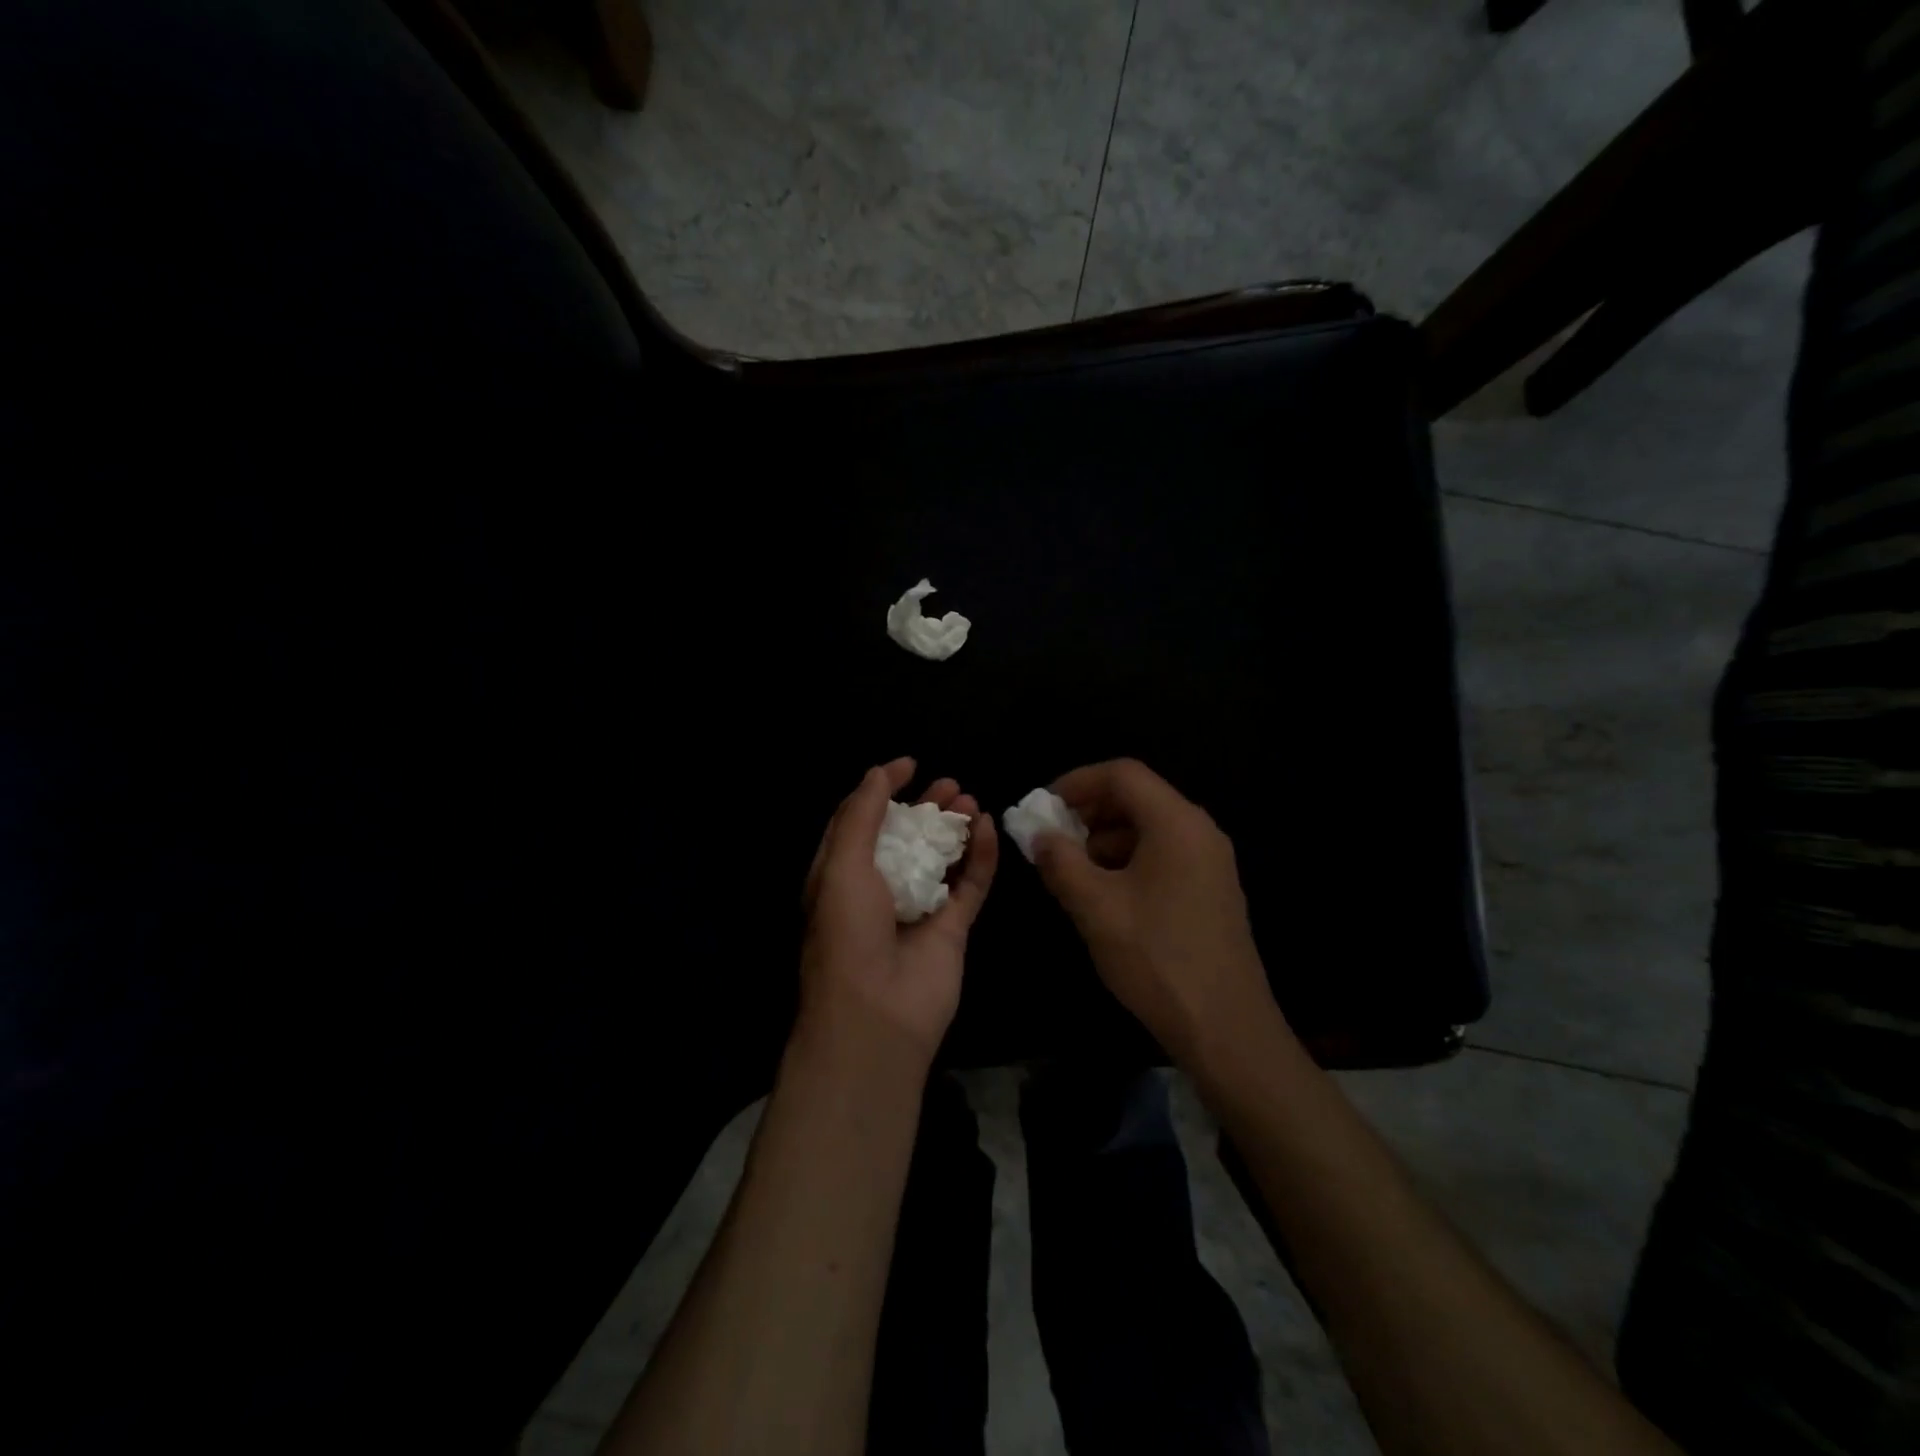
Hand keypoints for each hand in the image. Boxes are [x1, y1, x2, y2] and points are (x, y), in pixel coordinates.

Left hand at [799, 757, 998, 1066]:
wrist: (876, 1015)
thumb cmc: (847, 932)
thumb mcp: (841, 865)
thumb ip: (861, 816)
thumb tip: (878, 772)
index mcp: (841, 875)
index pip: (861, 822)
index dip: (882, 790)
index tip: (910, 764)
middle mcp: (879, 889)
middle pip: (907, 836)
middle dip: (926, 806)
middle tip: (950, 783)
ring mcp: (918, 909)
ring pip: (941, 857)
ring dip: (955, 827)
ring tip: (971, 799)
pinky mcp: (952, 929)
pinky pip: (970, 885)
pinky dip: (981, 856)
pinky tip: (989, 827)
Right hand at [1032, 759, 1274, 1062]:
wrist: (1226, 1029)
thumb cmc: (1157, 958)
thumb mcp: (1096, 907)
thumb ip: (1061, 861)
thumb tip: (1039, 835)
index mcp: (1176, 823)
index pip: (1122, 774)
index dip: (1077, 782)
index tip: (1042, 807)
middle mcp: (1200, 831)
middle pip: (1138, 797)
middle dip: (1089, 812)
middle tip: (1052, 839)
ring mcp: (1210, 862)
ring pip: (1149, 828)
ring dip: (1105, 839)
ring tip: (1072, 871)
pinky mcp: (1211, 890)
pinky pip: (1163, 855)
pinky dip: (1127, 861)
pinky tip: (1104, 895)